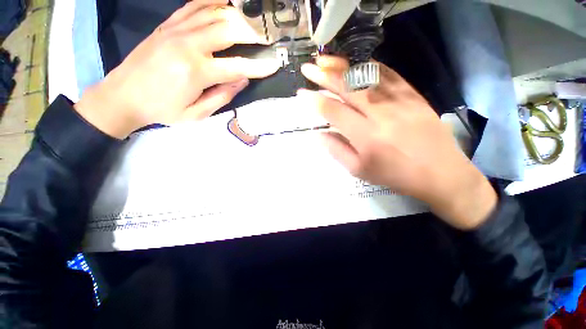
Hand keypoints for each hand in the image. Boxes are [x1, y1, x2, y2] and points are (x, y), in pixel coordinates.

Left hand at [75, 0, 280, 138]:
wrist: (122, 95)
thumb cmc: (162, 110)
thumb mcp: (196, 114)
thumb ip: (222, 97)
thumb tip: (242, 80)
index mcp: (196, 72)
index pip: (237, 66)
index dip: (259, 67)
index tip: (275, 64)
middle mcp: (188, 44)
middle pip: (229, 29)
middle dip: (252, 33)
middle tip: (266, 39)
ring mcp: (176, 30)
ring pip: (214, 12)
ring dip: (237, 15)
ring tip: (251, 22)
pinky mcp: (168, 24)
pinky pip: (194, 5)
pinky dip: (213, 2)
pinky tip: (225, 4)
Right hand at [300, 56, 496, 229]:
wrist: (441, 174)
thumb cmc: (395, 176)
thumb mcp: (360, 170)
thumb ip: (336, 151)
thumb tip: (318, 134)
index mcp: (366, 137)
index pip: (334, 112)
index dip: (315, 101)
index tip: (301, 94)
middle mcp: (381, 115)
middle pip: (348, 88)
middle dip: (324, 76)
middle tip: (308, 68)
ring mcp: (400, 101)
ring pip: (367, 76)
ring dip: (343, 66)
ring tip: (326, 60)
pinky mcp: (414, 95)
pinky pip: (389, 74)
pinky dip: (369, 66)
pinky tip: (355, 63)